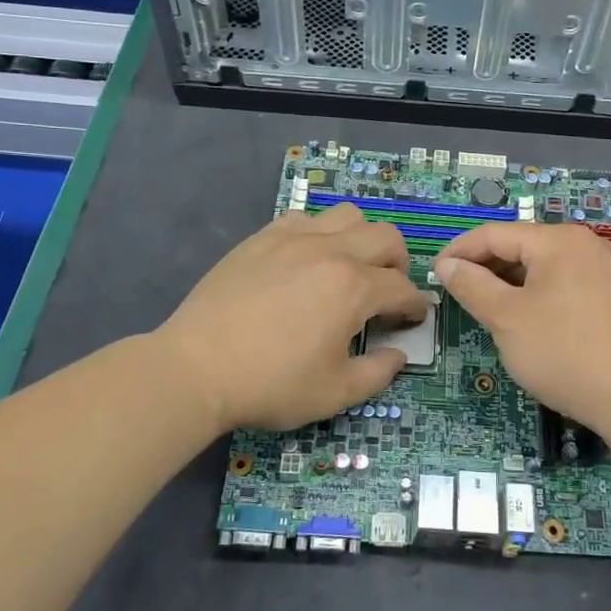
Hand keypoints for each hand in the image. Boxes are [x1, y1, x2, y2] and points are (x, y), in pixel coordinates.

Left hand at [154, 203, 430, 432]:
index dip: (414, 306)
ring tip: (349, 268)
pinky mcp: (262, 238)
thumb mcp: (334, 393)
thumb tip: (397, 354)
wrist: (195, 368)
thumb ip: (378, 373)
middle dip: (398, 264)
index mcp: (354, 287)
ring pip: (347, 216)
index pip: (402, 288)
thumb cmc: (270, 384)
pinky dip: (319, 234)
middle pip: (386, 237)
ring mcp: (293, 238)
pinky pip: (305, 219)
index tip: (412, 320)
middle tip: (386, 292)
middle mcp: (331, 251)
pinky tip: (306, 260)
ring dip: (361, 239)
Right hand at [433, 222, 610, 428]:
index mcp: (558, 240)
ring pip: (541, 266)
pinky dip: (535, 293)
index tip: (434, 273)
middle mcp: (584, 244)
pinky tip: (522, 316)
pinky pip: (562, 282)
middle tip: (456, 293)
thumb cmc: (561, 351)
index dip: (460, 251)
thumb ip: (471, 285)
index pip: (496, 234)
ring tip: (484, 306)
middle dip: (485, 267)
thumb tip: (446, 264)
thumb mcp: (505, 318)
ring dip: (508, 281)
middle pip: (521, 245)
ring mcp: (602, 269)